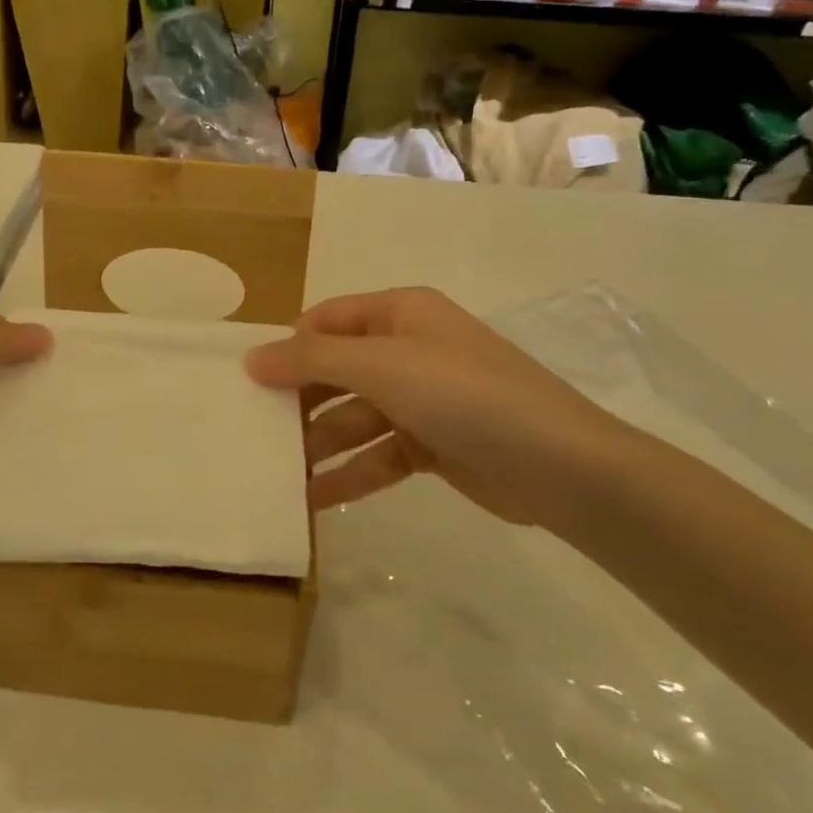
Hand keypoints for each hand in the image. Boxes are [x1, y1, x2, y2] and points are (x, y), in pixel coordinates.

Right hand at [245, 287, 642, 529]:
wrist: (559, 467)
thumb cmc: (464, 395)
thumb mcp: (382, 365)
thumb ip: (312, 360)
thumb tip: (252, 358)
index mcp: (401, 313)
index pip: (328, 319)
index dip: (290, 345)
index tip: (253, 381)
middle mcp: (410, 349)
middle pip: (338, 370)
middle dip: (300, 400)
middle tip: (256, 431)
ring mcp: (423, 400)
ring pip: (355, 417)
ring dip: (320, 444)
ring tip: (275, 473)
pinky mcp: (433, 446)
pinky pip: (378, 453)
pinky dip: (349, 473)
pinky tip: (313, 499)